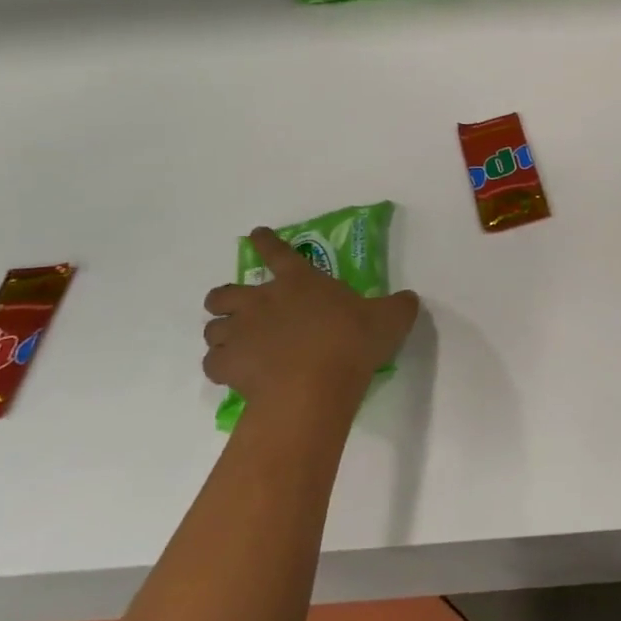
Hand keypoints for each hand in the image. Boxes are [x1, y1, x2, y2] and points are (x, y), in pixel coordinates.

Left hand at [202, 228, 419, 429]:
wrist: (314, 386)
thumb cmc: (352, 343)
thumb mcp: (391, 319)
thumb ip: (398, 305)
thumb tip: (408, 299)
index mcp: (300, 281)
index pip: (278, 252)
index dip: (266, 241)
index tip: (257, 234)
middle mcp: (262, 301)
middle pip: (225, 292)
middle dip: (227, 298)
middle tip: (241, 310)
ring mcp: (240, 333)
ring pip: (213, 328)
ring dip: (223, 333)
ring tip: (238, 345)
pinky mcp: (227, 366)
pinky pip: (212, 362)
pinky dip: (221, 366)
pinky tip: (235, 373)